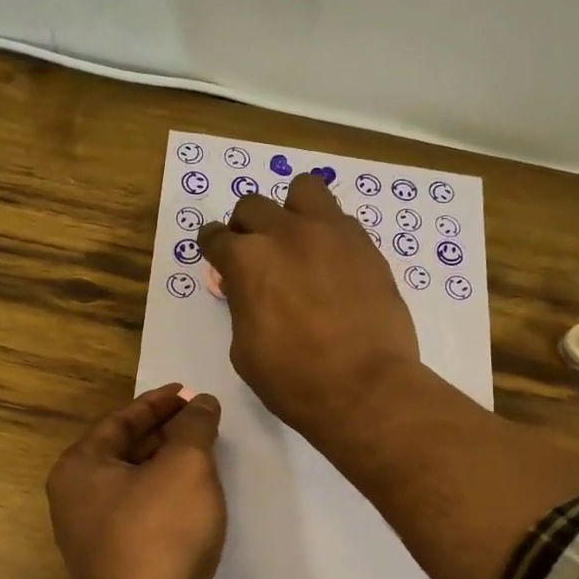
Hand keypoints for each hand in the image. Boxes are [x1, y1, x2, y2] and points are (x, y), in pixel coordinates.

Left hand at [46, 384, 225, 578]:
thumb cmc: (159, 533)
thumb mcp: (185, 465)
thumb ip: (194, 427)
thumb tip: (201, 403)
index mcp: (81, 468)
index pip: (119, 420)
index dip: (156, 402)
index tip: (187, 392)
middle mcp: (80, 500)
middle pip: (126, 452)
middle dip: (166, 433)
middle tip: (204, 419)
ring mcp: (100, 538)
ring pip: (139, 488)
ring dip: (172, 468)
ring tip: (210, 453)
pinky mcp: (124, 568)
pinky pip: (149, 519)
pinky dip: (173, 502)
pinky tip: (203, 502)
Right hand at [198, 174, 420, 440]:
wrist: (365, 388)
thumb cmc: (294, 380)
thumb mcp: (245, 349)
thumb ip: (242, 306)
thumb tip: (249, 290)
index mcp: (247, 261)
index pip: (216, 237)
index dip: (213, 247)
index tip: (217, 256)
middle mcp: (285, 234)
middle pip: (252, 206)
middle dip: (246, 228)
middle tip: (256, 255)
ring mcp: (330, 233)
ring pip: (303, 189)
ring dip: (291, 210)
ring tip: (298, 240)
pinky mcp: (365, 244)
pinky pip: (339, 218)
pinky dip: (327, 232)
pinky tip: (332, 263)